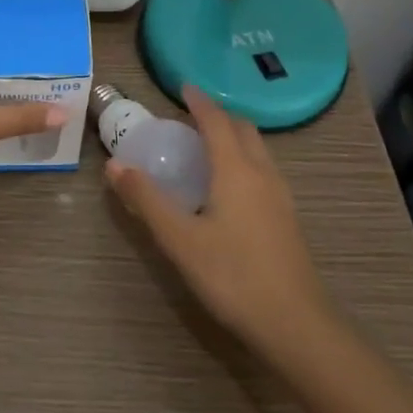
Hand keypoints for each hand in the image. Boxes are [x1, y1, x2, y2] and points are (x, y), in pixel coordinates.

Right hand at [106, 86, 334, 366]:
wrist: (297, 325)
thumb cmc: (234, 276)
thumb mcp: (180, 240)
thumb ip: (147, 200)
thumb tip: (115, 165)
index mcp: (236, 170)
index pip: (217, 121)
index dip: (199, 102)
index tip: (183, 87)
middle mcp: (262, 173)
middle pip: (243, 129)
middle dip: (219, 116)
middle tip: (191, 119)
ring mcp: (281, 197)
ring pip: (258, 150)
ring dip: (234, 138)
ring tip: (208, 148)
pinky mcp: (288, 219)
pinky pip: (264, 171)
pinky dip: (244, 160)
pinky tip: (230, 189)